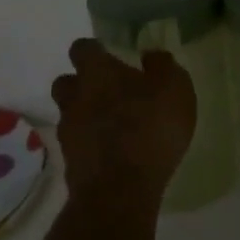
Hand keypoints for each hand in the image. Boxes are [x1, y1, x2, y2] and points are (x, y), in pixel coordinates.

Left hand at [50, 39, 195, 203]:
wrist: (120, 191)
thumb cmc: (149, 128)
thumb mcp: (173, 88)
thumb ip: (163, 66)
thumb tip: (151, 55)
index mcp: (96, 72)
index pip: (82, 48)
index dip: (94, 50)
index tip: (109, 55)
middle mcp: (74, 97)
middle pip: (66, 82)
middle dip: (81, 84)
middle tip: (107, 92)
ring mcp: (68, 132)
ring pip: (69, 115)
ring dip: (85, 116)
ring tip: (111, 126)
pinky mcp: (70, 164)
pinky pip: (77, 145)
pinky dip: (90, 145)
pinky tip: (111, 153)